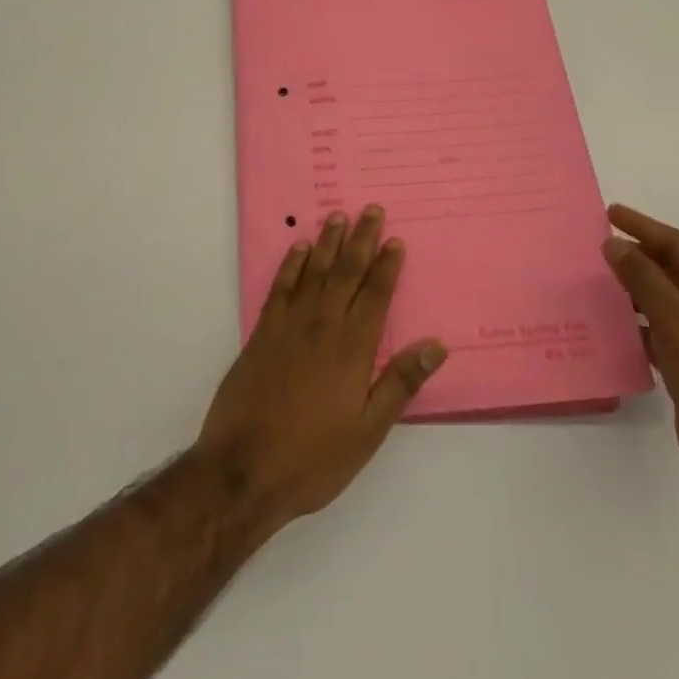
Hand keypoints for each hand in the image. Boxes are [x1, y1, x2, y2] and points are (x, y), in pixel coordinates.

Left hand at [196, 205, 446, 535]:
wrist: (243, 468)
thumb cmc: (313, 458)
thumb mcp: (368, 431)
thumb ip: (400, 383)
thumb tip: (435, 345)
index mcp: (352, 349)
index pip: (375, 296)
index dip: (386, 266)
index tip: (395, 239)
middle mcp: (322, 326)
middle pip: (346, 273)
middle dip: (361, 240)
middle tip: (370, 209)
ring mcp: (289, 326)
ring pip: (314, 272)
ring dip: (328, 243)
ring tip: (338, 216)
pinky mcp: (262, 333)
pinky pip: (281, 287)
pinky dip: (292, 265)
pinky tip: (299, 248)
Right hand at [603, 203, 678, 520]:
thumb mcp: (676, 317)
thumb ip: (642, 276)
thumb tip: (613, 244)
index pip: (678, 245)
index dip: (642, 227)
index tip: (608, 213)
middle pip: (669, 271)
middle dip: (633, 259)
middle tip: (592, 247)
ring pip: (660, 303)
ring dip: (629, 292)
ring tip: (591, 281)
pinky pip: (656, 333)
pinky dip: (633, 325)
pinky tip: (607, 325)